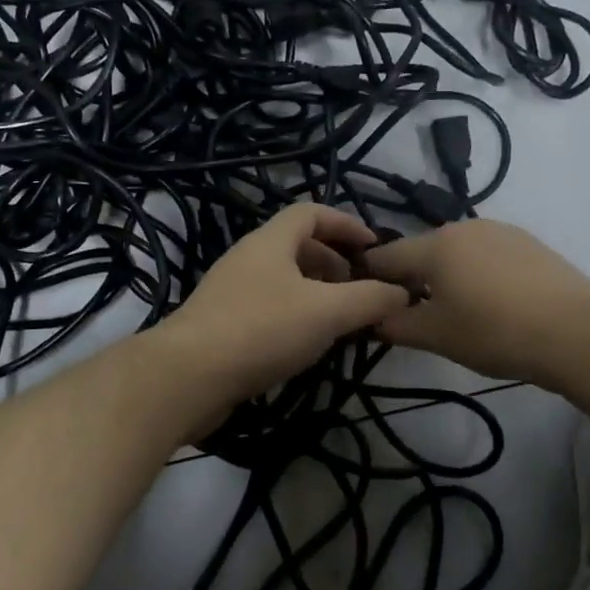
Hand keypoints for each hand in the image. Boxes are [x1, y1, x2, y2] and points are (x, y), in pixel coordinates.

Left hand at [157, 203, 411, 407]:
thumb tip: (402, 292)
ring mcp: (231, 291)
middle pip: (297, 246)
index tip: (375, 248)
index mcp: (270, 242)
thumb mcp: (327, 312)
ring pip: (283, 280)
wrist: (187, 377)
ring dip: (316, 293)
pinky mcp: (222, 324)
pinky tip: (308, 345)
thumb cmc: (261, 330)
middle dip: (334, 262)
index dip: (346, 223)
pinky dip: (295, 316)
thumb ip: (370, 299)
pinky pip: (268, 308)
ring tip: (341, 320)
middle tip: (361, 289)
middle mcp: (248, 258)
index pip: (311, 213)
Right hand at [360, 220, 589, 385]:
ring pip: (456, 252)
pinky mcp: (529, 243)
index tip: (365, 301)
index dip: (368, 279)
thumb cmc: (494, 332)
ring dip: (446, 276)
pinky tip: (493, 303)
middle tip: (414, 314)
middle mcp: (463, 227)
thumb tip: (374, 319)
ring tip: (457, 311)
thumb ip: (396, 324)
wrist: (576, 333)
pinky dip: (478, 274)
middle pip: (422, 252)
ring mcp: (500, 231)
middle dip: (411, 279)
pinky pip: (487, 255)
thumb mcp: (436, 336)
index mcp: (434, 245)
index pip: (384, 257)